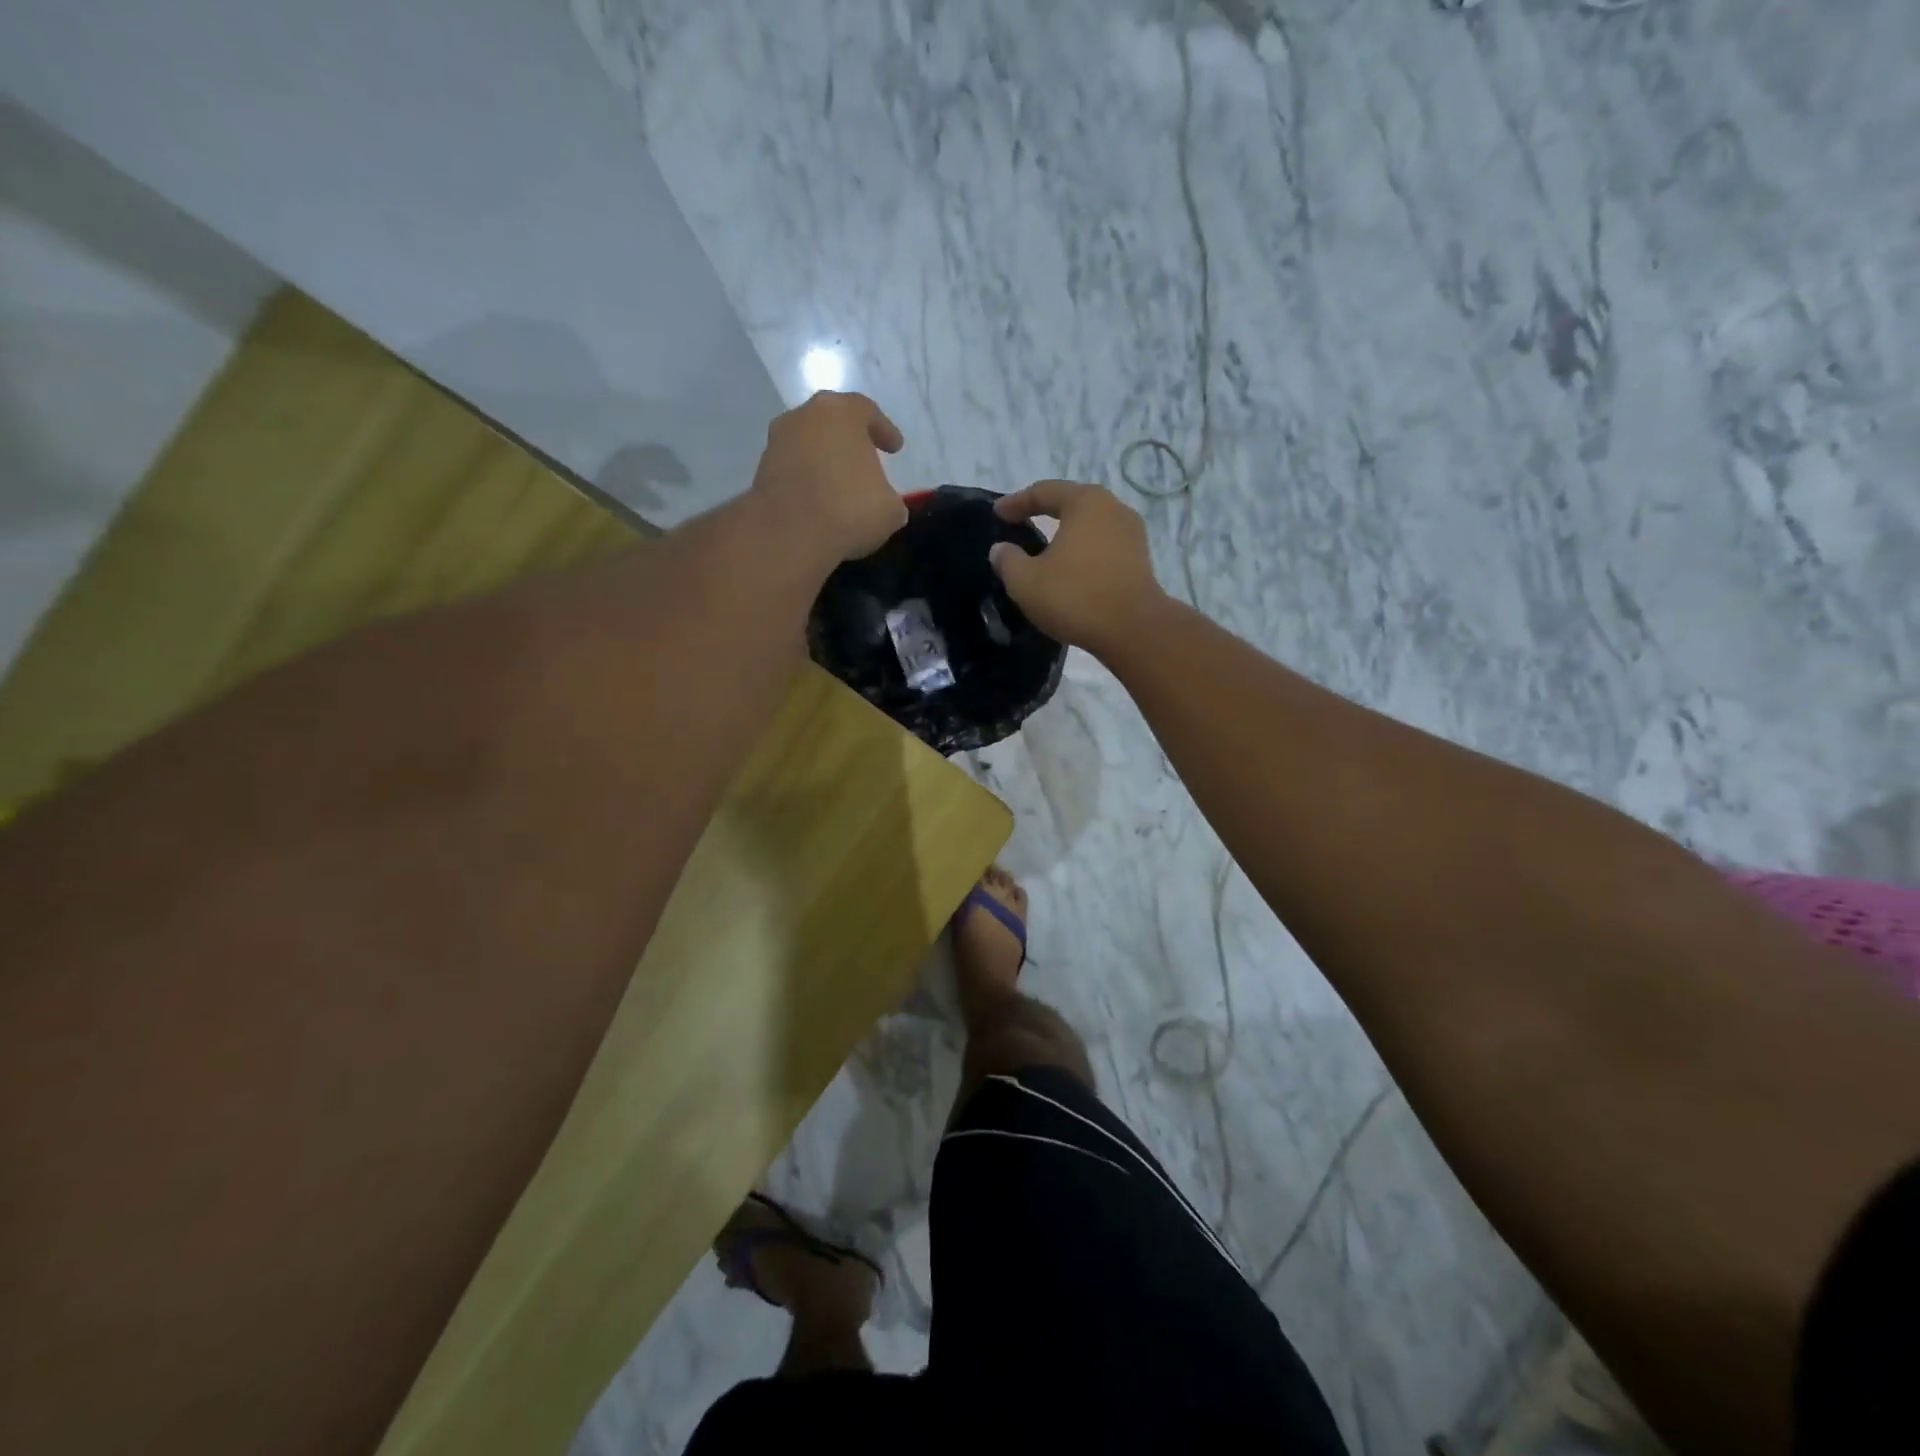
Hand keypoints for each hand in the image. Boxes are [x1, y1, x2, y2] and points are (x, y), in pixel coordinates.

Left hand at [751, 391, 908, 561]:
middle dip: (849, 441)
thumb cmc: (849, 508)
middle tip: (864, 459)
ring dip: (824, 461)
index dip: (883, 431)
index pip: (867, 412)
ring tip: (839, 485)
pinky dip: (806, 480)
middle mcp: (805, 416)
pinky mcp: (761, 470)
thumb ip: (889, 498)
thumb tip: (886, 505)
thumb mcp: (890, 509)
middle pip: (832, 422)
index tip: (894, 448)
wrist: (789, 534)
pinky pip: (793, 469)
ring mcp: (778, 442)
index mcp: (841, 412)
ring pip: (808, 444)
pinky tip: (819, 501)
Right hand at [989, 480, 1167, 654]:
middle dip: (1044, 511)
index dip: (1016, 502)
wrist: (1133, 630)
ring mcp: (1131, 534)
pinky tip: (1071, 568)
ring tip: (1045, 547)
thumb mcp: (1026, 581)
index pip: (1044, 492)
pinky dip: (1083, 551)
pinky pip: (1103, 546)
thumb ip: (1007, 560)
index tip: (997, 513)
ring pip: (1090, 525)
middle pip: (1071, 503)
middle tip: (1020, 522)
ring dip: (1066, 534)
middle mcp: (1113, 508)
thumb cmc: (1075, 597)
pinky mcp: (1140, 560)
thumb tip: (1001, 550)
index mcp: (1085, 502)